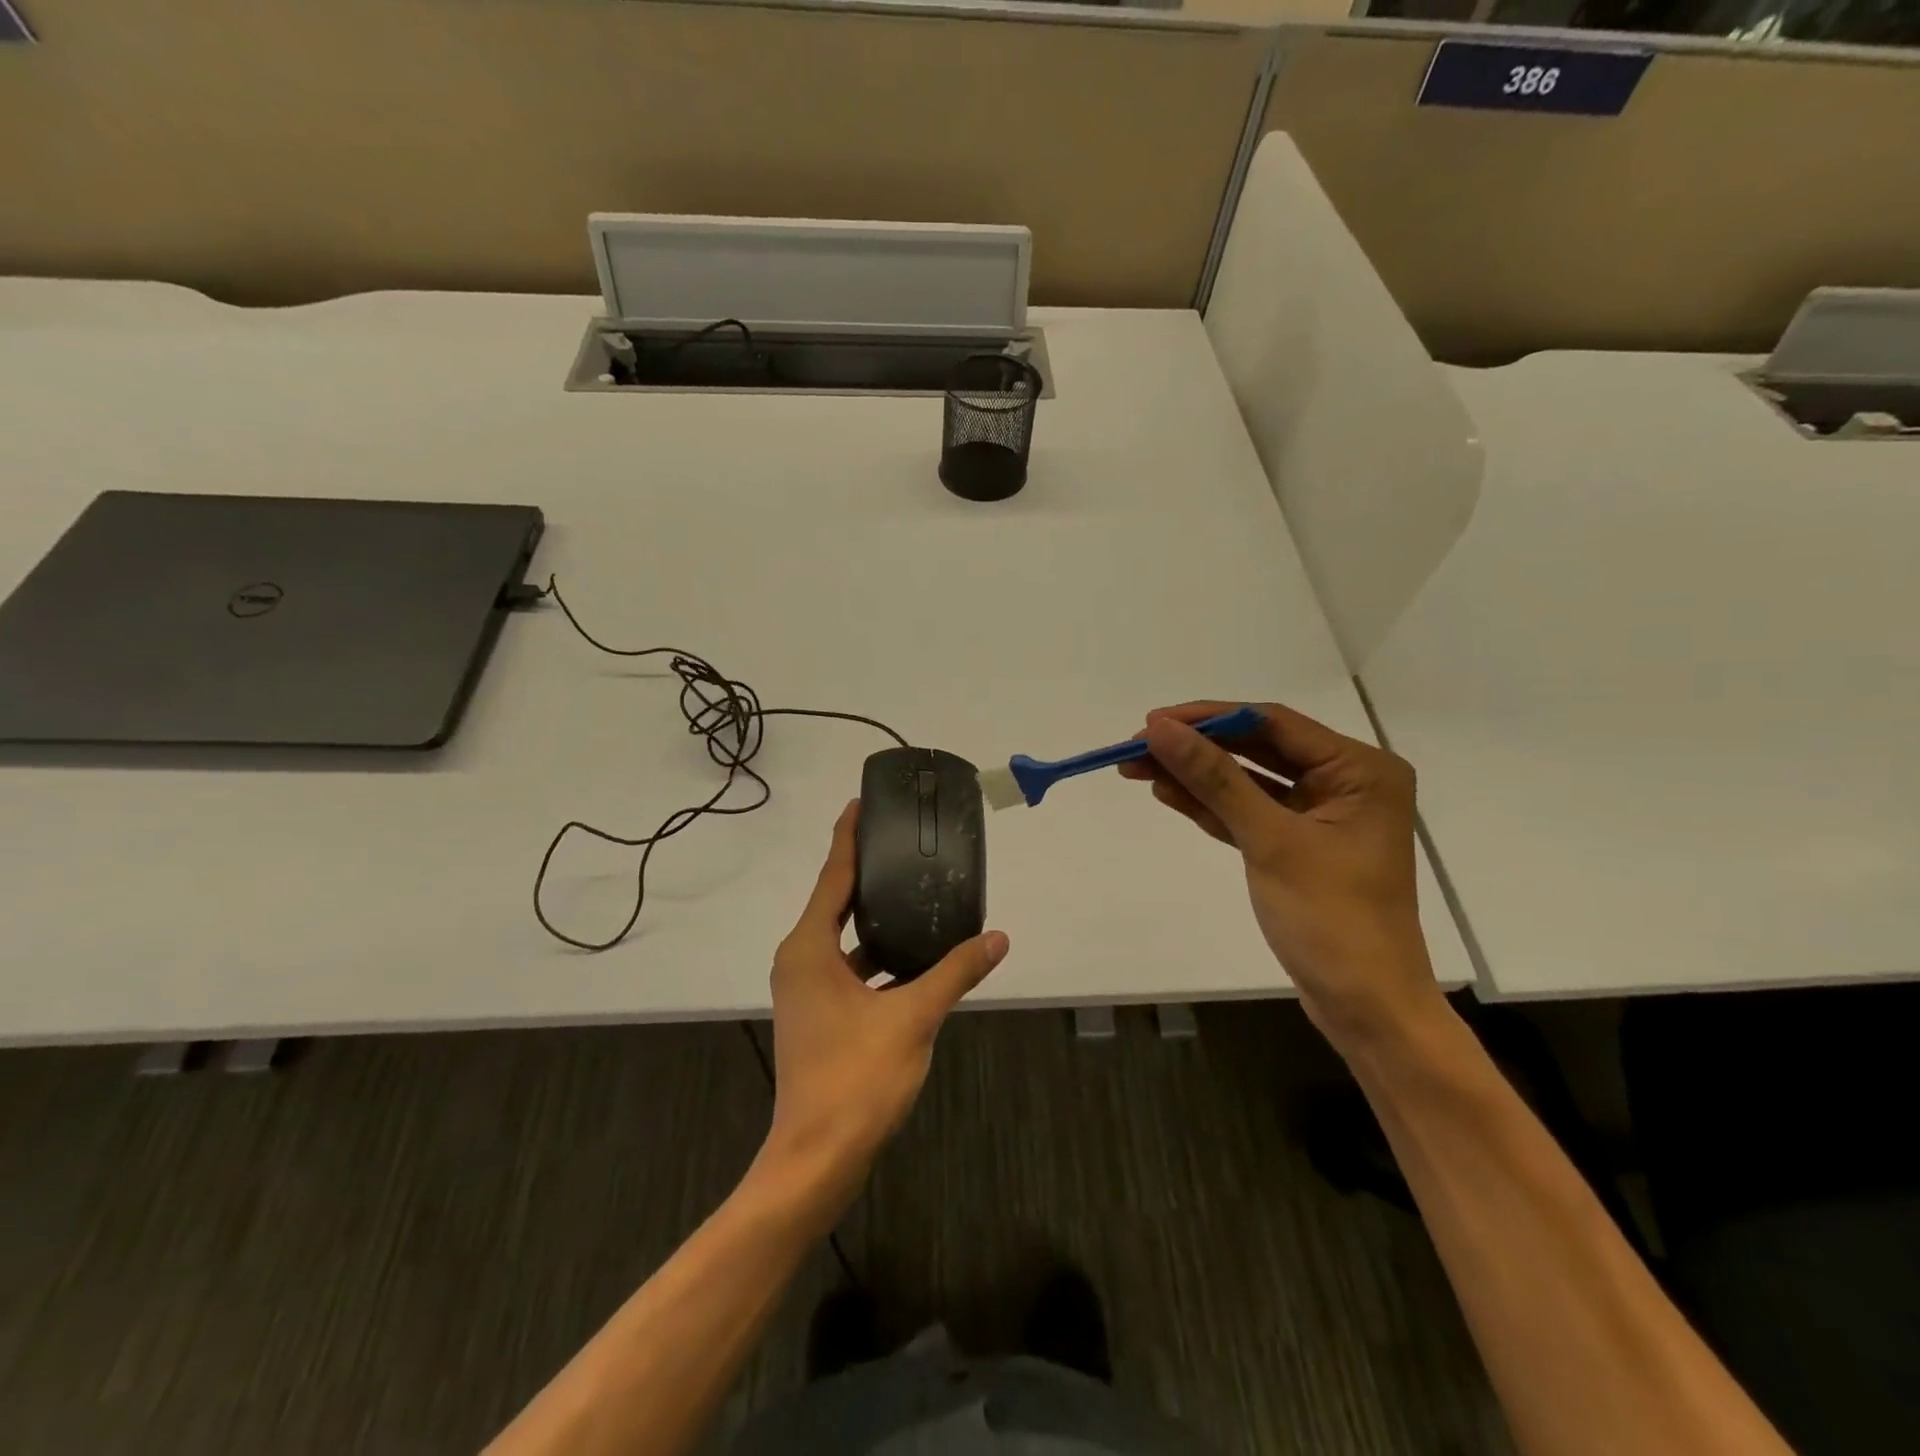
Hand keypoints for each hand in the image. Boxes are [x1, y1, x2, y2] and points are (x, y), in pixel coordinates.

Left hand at [763, 801, 1009, 1180]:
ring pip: (844, 940)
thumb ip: (955, 972)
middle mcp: (801, 961)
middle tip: (901, 841)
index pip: (833, 876)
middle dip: (866, 872)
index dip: (847, 837)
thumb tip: (998, 939)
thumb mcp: (913, 1017)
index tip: (860, 802)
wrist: (817, 1159)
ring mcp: (807, 991)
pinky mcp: (819, 1016)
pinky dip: (877, 959)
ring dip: (876, 921)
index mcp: (809, 948)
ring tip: (916, 893)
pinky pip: (849, 969)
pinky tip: (915, 958)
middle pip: (836, 902)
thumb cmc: (857, 1077)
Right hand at [1119, 701, 1442, 1050]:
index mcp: (1359, 770)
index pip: (1273, 723)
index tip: (1152, 722)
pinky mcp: (1297, 845)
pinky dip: (1209, 805)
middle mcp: (1344, 782)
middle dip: (1196, 748)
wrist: (1364, 1007)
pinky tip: (1166, 792)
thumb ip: (1214, 779)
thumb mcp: (1269, 841)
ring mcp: (1320, 815)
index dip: (1208, 718)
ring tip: (1135, 767)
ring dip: (1194, 776)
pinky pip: (1247, 812)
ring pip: (1247, 781)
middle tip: (1135, 746)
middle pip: (1257, 748)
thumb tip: (1160, 729)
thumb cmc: (1331, 919)